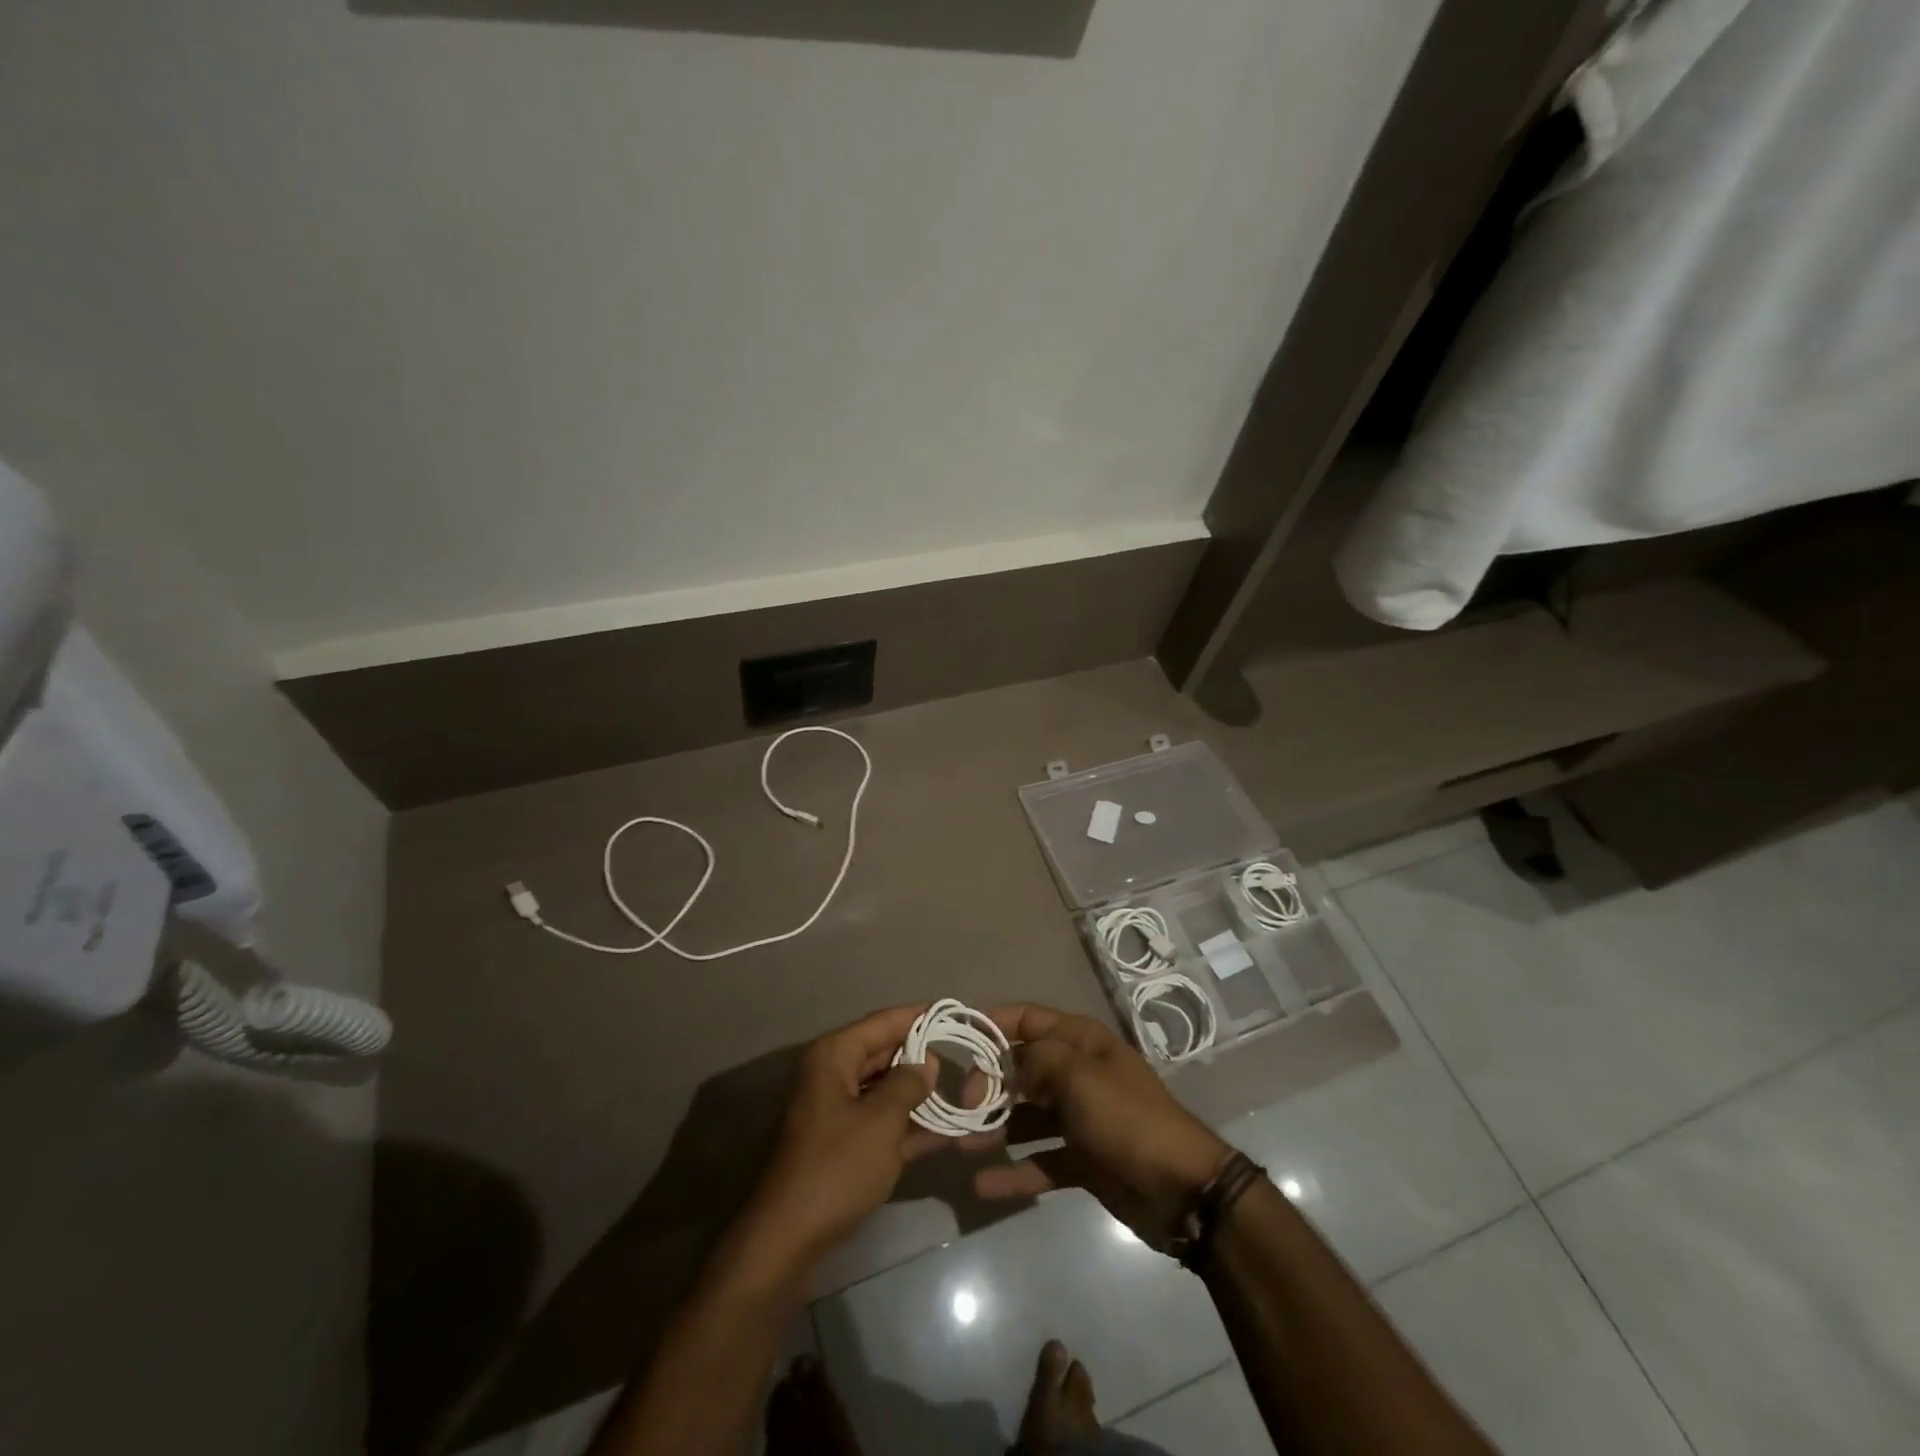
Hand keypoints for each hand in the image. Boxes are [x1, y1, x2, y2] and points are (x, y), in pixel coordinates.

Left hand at [736, 1005, 938, 1274]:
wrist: (789, 1239)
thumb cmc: (836, 1168)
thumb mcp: (881, 1122)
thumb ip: (908, 1084)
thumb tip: (928, 1061)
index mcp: (834, 1056)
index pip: (883, 1022)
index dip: (919, 1016)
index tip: (954, 1013)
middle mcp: (832, 1074)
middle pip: (884, 1053)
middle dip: (923, 1056)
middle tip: (964, 1054)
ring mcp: (836, 1110)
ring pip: (885, 1088)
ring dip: (919, 1092)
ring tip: (963, 1088)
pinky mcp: (843, 1142)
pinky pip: (881, 1120)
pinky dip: (908, 1122)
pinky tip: (946, 1129)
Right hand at [972, 1004, 1231, 1246]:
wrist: (1183, 1189)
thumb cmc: (1126, 1118)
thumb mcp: (1078, 1076)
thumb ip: (1035, 1061)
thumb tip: (1008, 1064)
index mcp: (1081, 1042)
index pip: (1028, 1019)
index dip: (993, 1024)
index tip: (957, 1040)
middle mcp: (1078, 1073)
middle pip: (1023, 1068)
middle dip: (989, 1083)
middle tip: (960, 1107)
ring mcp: (1081, 1118)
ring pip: (1027, 1116)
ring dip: (996, 1128)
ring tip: (960, 1144)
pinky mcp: (1083, 1159)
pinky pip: (1041, 1160)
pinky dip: (1015, 1171)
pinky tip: (983, 1185)